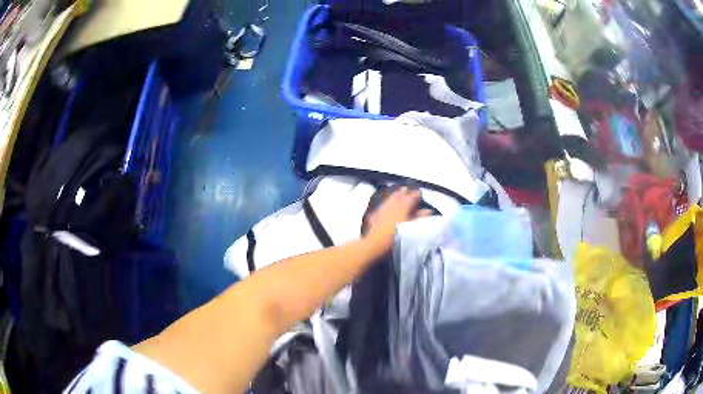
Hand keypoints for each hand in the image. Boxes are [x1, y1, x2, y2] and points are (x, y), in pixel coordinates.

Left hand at [363, 187, 430, 252]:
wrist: (376, 241)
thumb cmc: (396, 235)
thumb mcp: (410, 227)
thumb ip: (420, 217)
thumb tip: (427, 210)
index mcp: (404, 205)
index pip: (413, 195)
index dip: (417, 195)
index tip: (420, 195)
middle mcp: (393, 202)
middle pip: (401, 193)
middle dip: (406, 192)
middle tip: (410, 193)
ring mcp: (384, 205)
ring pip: (392, 196)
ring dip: (398, 194)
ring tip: (401, 195)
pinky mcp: (377, 210)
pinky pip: (385, 202)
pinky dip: (389, 201)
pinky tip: (390, 204)